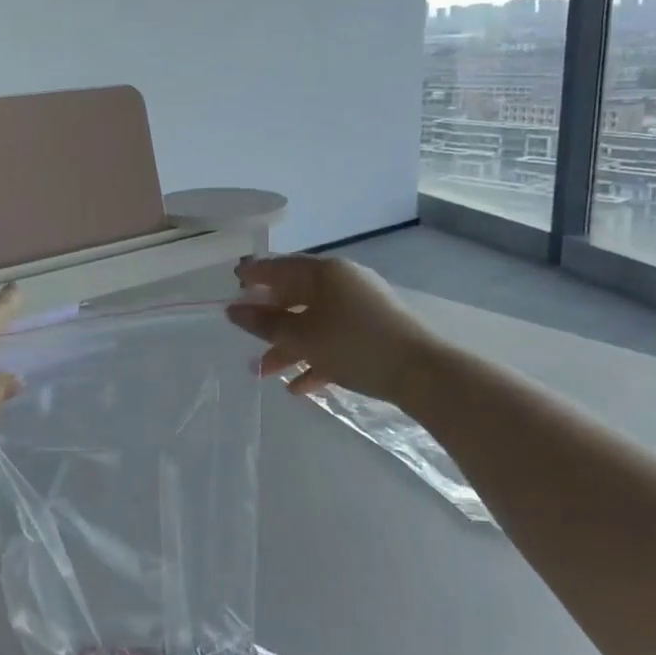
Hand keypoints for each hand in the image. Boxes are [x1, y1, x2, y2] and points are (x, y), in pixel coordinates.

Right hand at [228, 256, 433, 406]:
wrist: (422, 373)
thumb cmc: (354, 345)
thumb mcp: (302, 337)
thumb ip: (265, 324)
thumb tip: (234, 311)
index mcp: (324, 273)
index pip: (280, 267)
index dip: (254, 275)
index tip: (233, 282)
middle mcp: (343, 282)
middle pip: (296, 297)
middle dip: (270, 322)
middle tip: (246, 336)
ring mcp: (362, 307)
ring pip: (315, 322)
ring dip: (289, 347)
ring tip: (266, 374)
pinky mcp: (375, 332)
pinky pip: (336, 339)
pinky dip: (316, 358)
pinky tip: (300, 387)